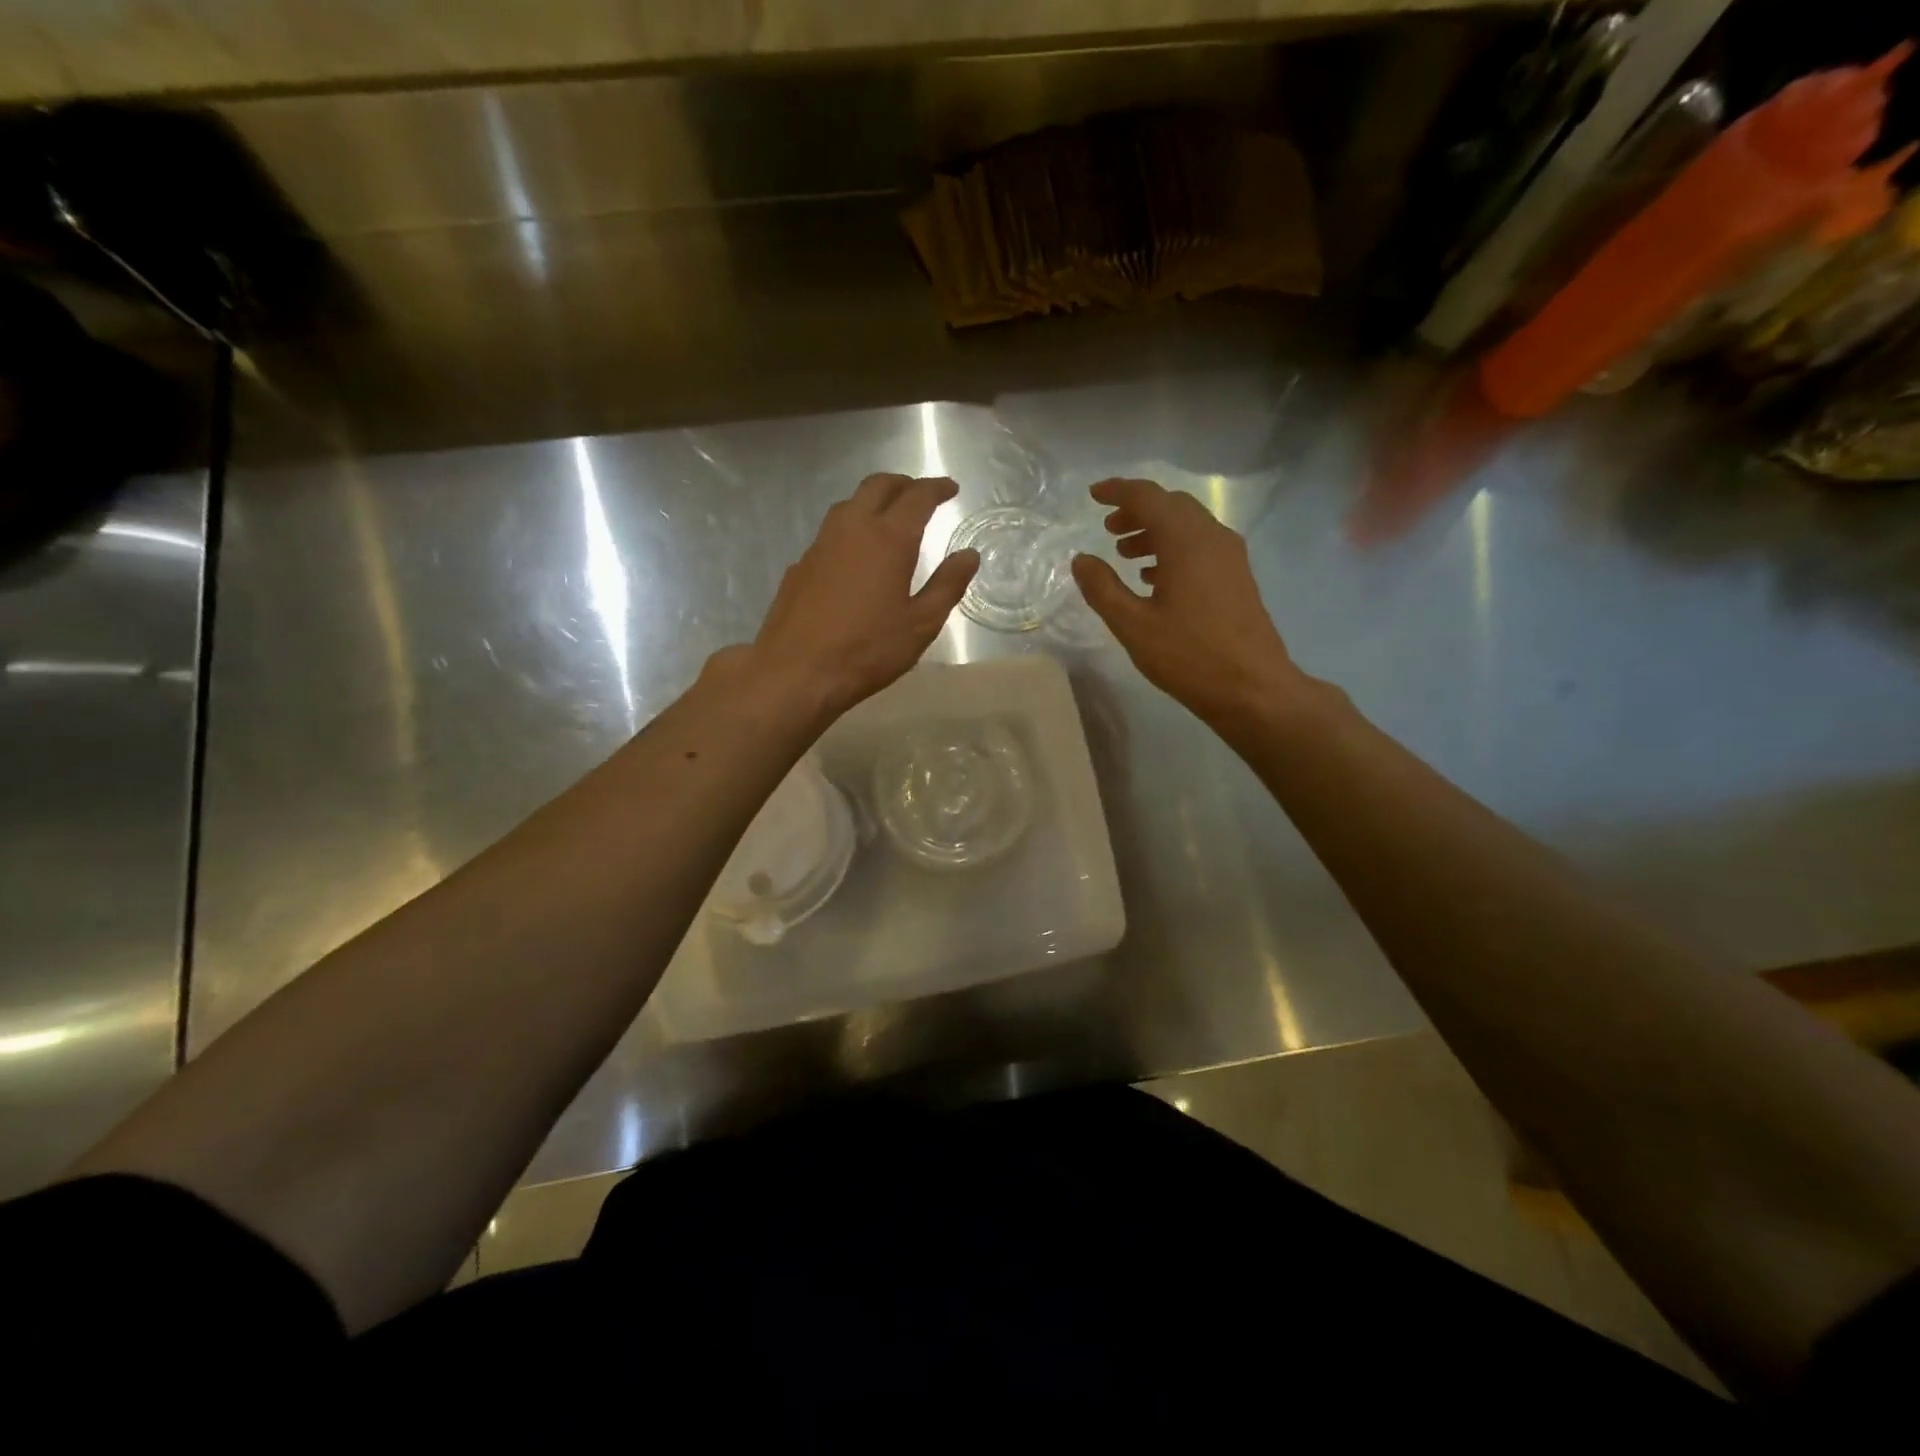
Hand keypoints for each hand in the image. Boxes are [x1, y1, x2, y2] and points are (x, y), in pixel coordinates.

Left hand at [747, 473, 978, 720]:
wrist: (795, 671)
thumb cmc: (867, 650)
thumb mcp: (920, 624)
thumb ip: (947, 585)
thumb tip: (968, 555)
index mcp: (889, 538)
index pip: (918, 497)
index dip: (937, 488)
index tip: (951, 488)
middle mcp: (852, 529)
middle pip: (878, 486)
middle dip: (903, 484)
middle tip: (921, 495)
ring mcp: (820, 545)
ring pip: (849, 505)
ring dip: (873, 501)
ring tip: (889, 519)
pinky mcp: (800, 565)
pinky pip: (831, 533)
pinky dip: (851, 530)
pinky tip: (856, 557)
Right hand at [1072, 477, 1308, 727]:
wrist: (1252, 688)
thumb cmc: (1188, 656)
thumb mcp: (1133, 625)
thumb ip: (1102, 588)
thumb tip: (1081, 559)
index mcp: (1185, 541)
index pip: (1148, 497)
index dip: (1118, 491)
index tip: (1093, 495)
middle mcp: (1212, 538)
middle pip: (1172, 506)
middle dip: (1137, 510)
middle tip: (1108, 528)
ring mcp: (1230, 557)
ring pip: (1188, 526)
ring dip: (1155, 531)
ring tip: (1126, 554)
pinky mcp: (1238, 578)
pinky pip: (1201, 547)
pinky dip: (1174, 549)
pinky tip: (1156, 579)